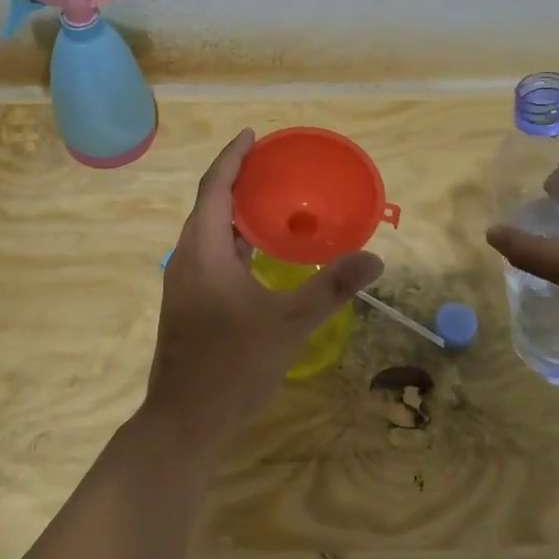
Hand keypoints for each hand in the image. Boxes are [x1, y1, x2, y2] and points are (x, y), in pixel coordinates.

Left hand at [146, 129, 383, 448]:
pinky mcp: (187, 306)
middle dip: (237, 181)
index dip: (233, 157)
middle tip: (272, 167)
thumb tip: (375, 258)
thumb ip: (331, 287)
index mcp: (203, 251)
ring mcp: (183, 285)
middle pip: (209, 206)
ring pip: (208, 234)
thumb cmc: (233, 365)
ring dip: (235, 214)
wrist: (185, 422)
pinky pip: (210, 257)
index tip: (252, 136)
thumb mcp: (289, 323)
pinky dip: (233, 243)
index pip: (215, 187)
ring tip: (271, 204)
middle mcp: (186, 259)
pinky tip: (259, 257)